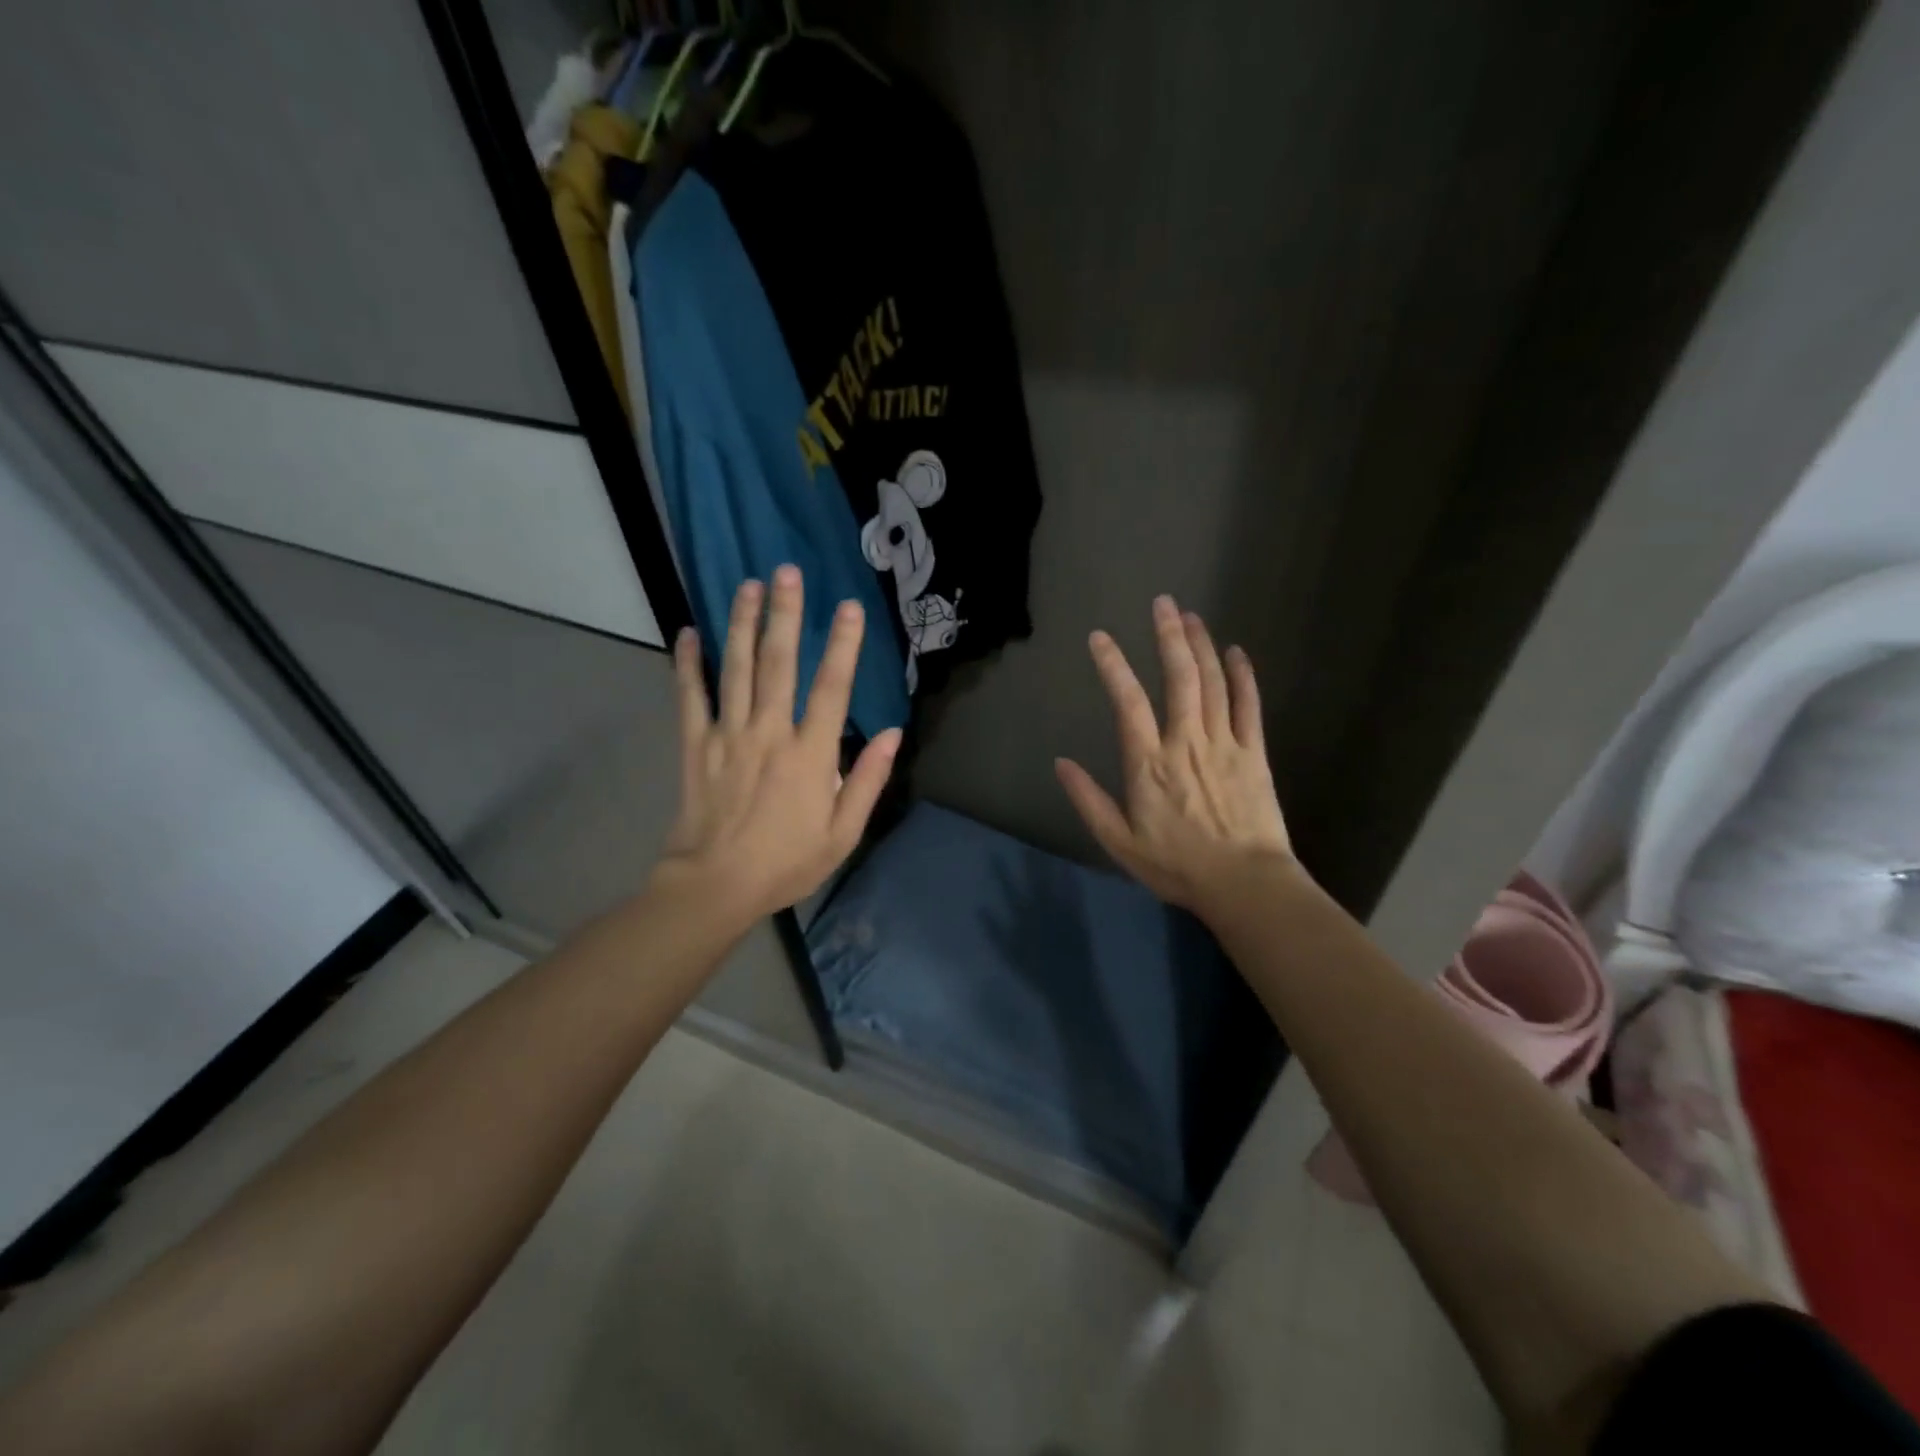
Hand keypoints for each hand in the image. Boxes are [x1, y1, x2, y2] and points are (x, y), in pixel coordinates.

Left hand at [653, 565, 901, 927]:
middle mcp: (769, 732)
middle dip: (785, 615)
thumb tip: (893, 735)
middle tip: (786, 572)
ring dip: (743, 624)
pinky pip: (691, 696)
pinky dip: (688, 663)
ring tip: (748, 585)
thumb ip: (868, 781)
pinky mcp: (696, 745)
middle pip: (778, 663)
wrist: (715, 886)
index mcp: (810, 754)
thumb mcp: (843, 834)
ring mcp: (728, 735)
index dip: (843, 645)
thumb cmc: (786, 862)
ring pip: (736, 669)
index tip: (848, 607)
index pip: (831, 688)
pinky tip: (688, 632)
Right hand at [1055, 595, 1298, 917]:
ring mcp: (1225, 743)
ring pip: (1214, 683)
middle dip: (1168, 636)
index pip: (1128, 702)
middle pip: (1179, 677)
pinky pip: (1249, 706)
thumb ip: (1088, 800)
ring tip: (1190, 616)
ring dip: (1201, 646)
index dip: (1113, 666)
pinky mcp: (1254, 753)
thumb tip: (1060, 763)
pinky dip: (1243, 676)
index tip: (1100, 637)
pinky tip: (1237, 652)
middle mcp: (1186, 741)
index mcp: (1149, 762)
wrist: (1245, 884)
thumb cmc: (1176, 865)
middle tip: (1162, 603)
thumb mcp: (1119, 841)